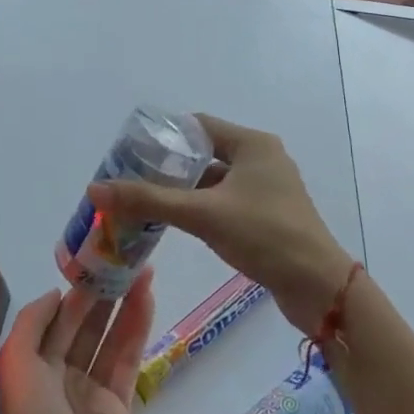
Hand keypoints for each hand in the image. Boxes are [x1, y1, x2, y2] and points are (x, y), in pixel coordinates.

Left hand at [0, 272, 155, 413]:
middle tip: (129, 260)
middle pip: (91, 323)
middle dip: (108, 292)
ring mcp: (94, 387)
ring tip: (145, 272)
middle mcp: (65, 370)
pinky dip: (138, 330)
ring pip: (113, 337)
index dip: (81, 288)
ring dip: (128, 304)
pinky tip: (147, 301)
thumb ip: (33, 320)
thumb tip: (59, 292)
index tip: (100, 259)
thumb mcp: (15, 360)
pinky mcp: (119, 404)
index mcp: (38, 361)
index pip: (63, 316)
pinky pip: (129, 359)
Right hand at [86, 116, 353, 335]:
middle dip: (169, 166)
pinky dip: (201, 208)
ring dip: (183, 190)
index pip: (198, 126)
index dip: (164, 136)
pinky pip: (226, 202)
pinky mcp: (267, 216)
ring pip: (214, 181)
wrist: (318, 287)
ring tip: (144, 202)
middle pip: (205, 153)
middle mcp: (262, 159)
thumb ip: (149, 199)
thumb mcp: (203, 214)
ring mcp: (267, 189)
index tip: (131, 152)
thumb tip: (96, 189)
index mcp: (253, 144)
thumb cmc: (264, 235)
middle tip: (131, 179)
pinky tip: (175, 223)